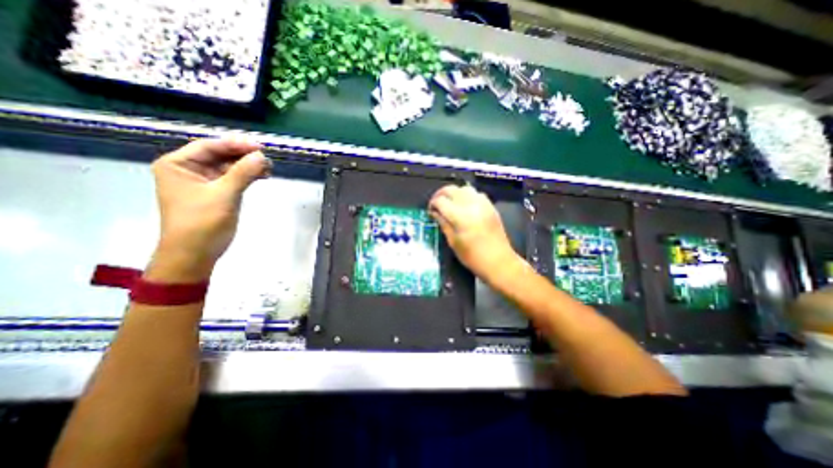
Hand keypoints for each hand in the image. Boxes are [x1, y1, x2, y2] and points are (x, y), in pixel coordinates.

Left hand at [149, 137, 267, 279]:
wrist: (195, 252)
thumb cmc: (202, 222)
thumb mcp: (223, 195)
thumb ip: (243, 173)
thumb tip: (262, 156)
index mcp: (178, 164)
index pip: (209, 146)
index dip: (236, 145)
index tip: (260, 147)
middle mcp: (189, 169)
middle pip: (220, 155)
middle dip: (244, 156)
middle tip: (267, 158)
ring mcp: (204, 181)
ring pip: (229, 166)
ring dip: (248, 166)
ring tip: (268, 168)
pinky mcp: (217, 193)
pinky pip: (233, 178)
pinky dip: (248, 176)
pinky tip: (262, 176)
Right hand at [429, 186, 518, 283]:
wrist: (498, 262)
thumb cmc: (473, 257)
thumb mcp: (453, 242)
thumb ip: (443, 223)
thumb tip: (434, 212)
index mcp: (460, 216)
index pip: (441, 201)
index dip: (432, 204)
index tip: (430, 210)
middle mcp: (471, 205)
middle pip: (451, 189)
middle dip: (440, 194)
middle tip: (436, 204)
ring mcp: (483, 204)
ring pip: (464, 188)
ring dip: (454, 193)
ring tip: (450, 203)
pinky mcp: (491, 206)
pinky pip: (476, 193)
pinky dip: (467, 195)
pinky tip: (464, 206)